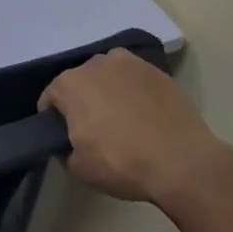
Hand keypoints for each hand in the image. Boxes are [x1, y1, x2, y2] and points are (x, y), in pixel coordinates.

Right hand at [39, 48, 227, 207]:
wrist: (183, 162)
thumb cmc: (122, 163)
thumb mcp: (78, 168)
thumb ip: (64, 149)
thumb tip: (70, 143)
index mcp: (69, 84)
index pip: (50, 100)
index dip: (54, 121)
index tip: (67, 138)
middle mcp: (95, 63)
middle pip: (80, 83)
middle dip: (83, 102)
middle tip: (96, 130)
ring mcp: (129, 63)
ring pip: (109, 77)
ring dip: (109, 92)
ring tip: (125, 120)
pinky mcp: (157, 70)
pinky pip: (136, 80)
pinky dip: (135, 93)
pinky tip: (147, 116)